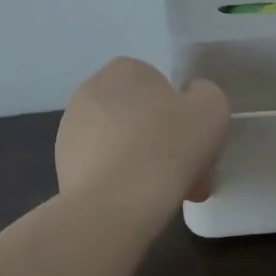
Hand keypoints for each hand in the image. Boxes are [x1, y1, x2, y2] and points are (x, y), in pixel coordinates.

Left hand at [56, 57, 229, 206]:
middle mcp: (90, 92)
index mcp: (124, 69)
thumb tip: (192, 101)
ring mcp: (70, 131)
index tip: (199, 147)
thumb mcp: (212, 109)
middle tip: (190, 177)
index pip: (162, 88)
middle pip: (143, 119)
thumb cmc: (168, 146)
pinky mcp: (63, 167)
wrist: (115, 203)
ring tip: (168, 197)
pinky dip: (123, 185)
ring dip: (147, 167)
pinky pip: (106, 171)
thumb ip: (206, 95)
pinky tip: (139, 205)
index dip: (185, 118)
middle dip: (167, 147)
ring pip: (125, 147)